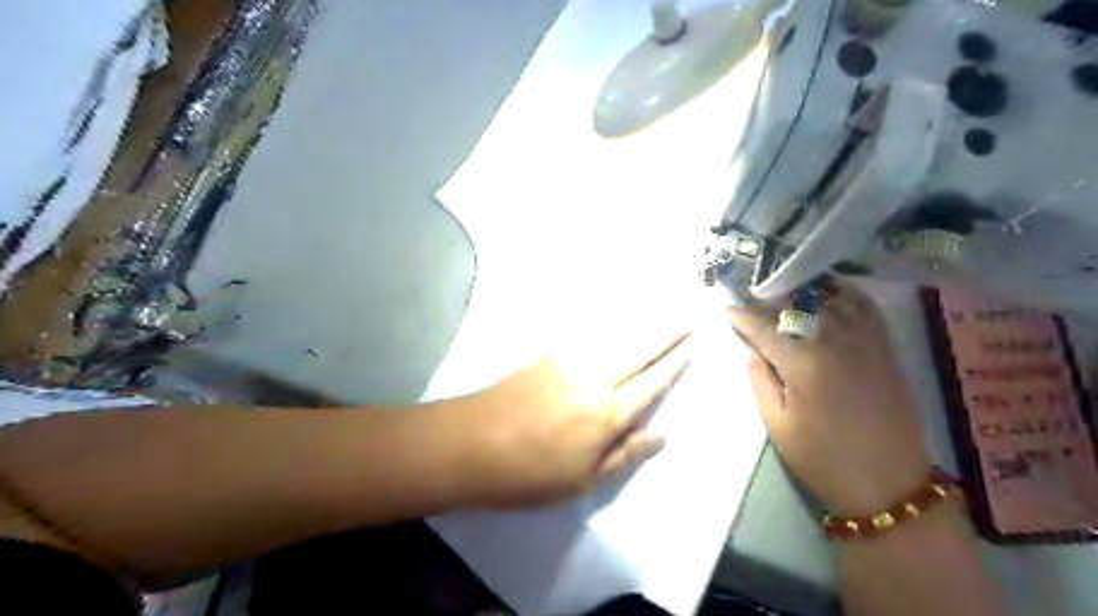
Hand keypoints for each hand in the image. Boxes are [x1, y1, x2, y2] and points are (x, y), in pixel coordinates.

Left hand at [444, 326, 683, 506]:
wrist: (470, 444)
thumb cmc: (529, 474)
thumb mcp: (583, 481)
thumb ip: (625, 454)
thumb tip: (661, 435)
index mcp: (607, 413)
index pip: (650, 384)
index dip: (672, 366)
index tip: (690, 347)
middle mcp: (593, 379)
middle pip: (637, 351)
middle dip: (665, 333)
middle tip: (687, 315)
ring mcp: (568, 362)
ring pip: (613, 336)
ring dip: (639, 320)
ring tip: (660, 306)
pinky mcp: (546, 356)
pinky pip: (583, 333)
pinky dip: (603, 321)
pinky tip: (611, 312)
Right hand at [733, 287, 927, 514]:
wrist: (888, 485)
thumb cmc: (822, 459)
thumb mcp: (777, 425)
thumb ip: (760, 381)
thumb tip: (754, 352)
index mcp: (803, 363)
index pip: (765, 329)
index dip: (743, 316)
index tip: (727, 309)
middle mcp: (835, 343)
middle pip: (798, 307)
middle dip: (772, 298)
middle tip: (754, 295)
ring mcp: (865, 344)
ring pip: (834, 301)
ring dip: (808, 291)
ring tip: (790, 289)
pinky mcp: (886, 352)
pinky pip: (868, 311)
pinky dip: (849, 296)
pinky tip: (836, 292)